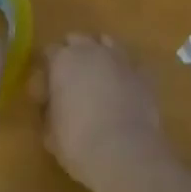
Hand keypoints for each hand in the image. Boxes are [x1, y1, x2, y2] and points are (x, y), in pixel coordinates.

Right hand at [34, 34, 170, 191]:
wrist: (124, 151)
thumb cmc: (77, 142)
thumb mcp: (49, 131)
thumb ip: (49, 110)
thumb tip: (54, 106)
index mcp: (63, 60)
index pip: (49, 51)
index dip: (46, 69)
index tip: (46, 89)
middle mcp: (92, 51)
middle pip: (77, 39)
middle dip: (72, 54)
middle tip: (71, 80)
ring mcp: (120, 59)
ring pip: (107, 43)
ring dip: (100, 55)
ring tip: (99, 78)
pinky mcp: (143, 74)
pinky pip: (131, 64)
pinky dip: (125, 72)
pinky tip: (125, 89)